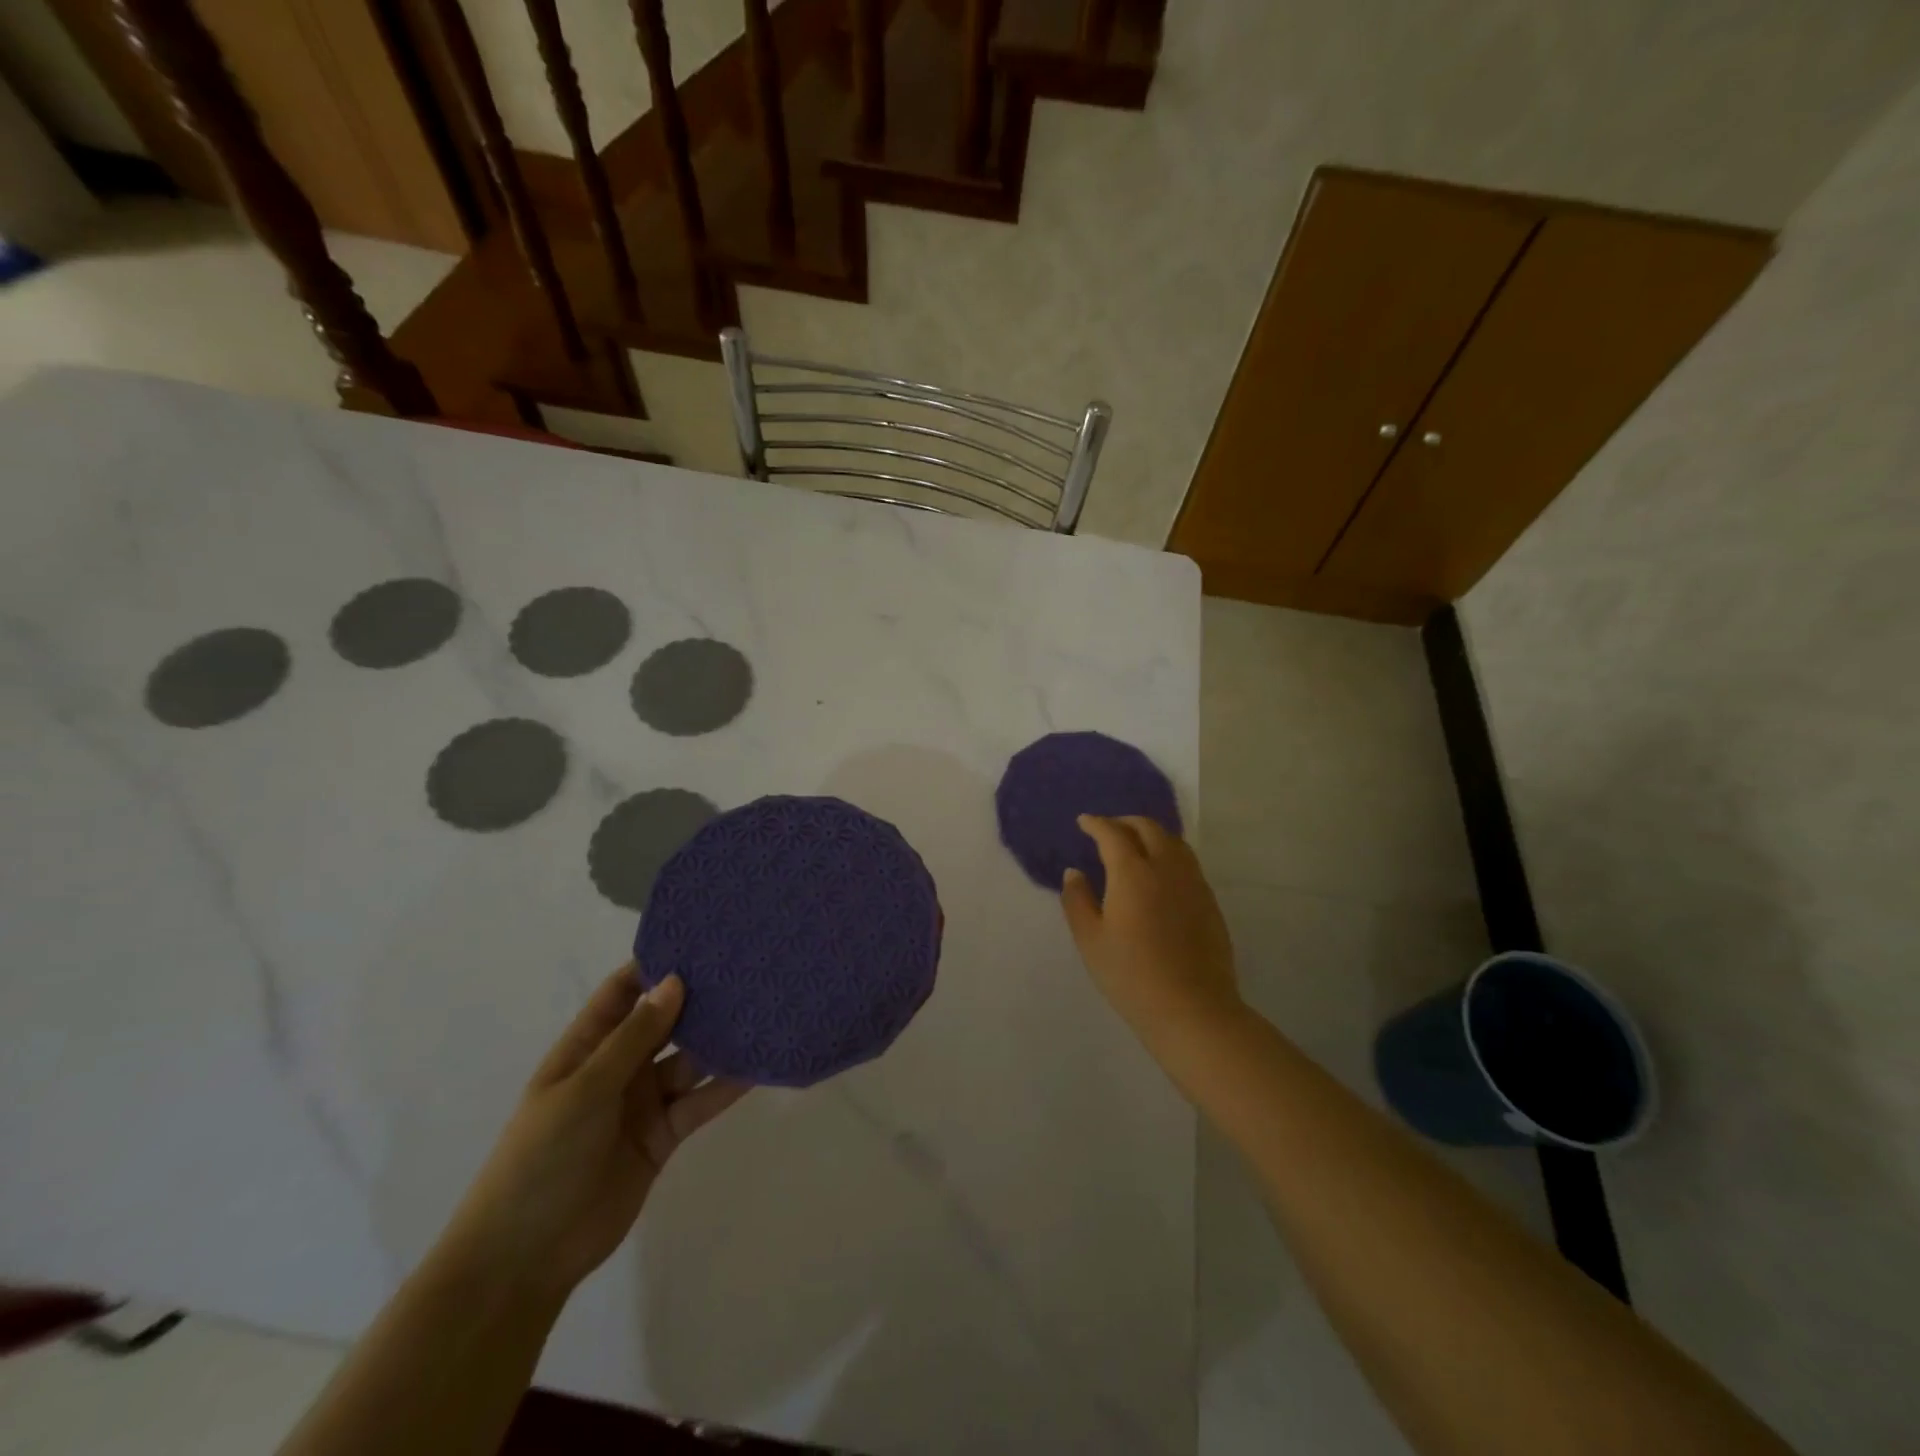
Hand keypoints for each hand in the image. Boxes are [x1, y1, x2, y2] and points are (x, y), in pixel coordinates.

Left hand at [438, 964, 748, 1301]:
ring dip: (719, 1042)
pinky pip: (700, 1101)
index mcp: (587, 1047)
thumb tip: (675, 981)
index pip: (623, 991)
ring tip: (761, 1012)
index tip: (699, 940)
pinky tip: (757, 1066)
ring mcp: (643, 1102)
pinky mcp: (664, 1135)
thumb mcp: (583, 1090)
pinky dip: (726, 1086)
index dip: (655, 965)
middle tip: (745, 970)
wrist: (526, 1257)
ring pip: (689, 1061)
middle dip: (698, 1000)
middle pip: (664, 1023)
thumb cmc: (540, 1159)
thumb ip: (633, 1038)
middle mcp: (618, 1067)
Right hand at [1060, 815, 1242, 1047]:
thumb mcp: (1091, 941)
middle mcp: (1166, 868)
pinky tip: (1159, 872)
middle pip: (1148, 828)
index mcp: (1132, 873)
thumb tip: (1075, 873)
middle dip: (1125, 822)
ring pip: (1173, 841)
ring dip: (1150, 834)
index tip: (1084, 821)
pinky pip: (1187, 862)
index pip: (1112, 834)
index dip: (1096, 823)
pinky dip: (1168, 853)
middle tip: (1107, 829)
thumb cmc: (1131, 976)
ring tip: (1134, 845)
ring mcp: (1193, 883)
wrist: (1193, 1009)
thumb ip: (1078, 901)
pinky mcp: (1209, 901)